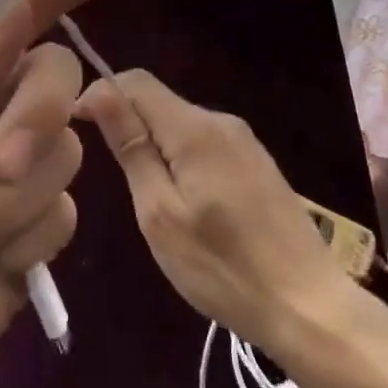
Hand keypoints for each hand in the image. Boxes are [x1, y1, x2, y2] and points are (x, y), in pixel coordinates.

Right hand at [79, 69, 387, 375]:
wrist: (311, 307)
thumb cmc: (223, 267)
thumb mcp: (160, 213)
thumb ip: (132, 148)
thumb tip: (101, 91)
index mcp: (194, 128)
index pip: (135, 81)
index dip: (101, 94)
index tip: (77, 129)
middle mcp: (220, 121)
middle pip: (158, 100)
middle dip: (126, 122)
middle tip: (111, 176)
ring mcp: (244, 141)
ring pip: (180, 123)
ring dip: (152, 142)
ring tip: (144, 195)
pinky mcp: (257, 163)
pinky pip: (203, 142)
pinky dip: (179, 157)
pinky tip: (183, 201)